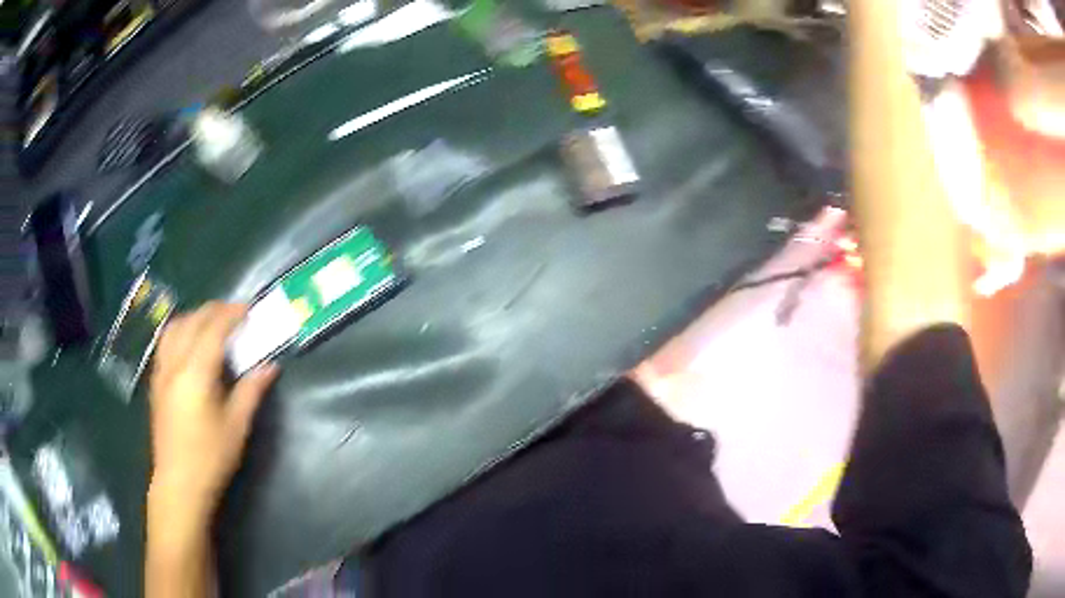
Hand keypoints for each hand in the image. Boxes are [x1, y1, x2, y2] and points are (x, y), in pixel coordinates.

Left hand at [148, 302, 277, 519]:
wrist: (179, 483)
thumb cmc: (211, 457)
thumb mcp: (237, 426)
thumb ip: (251, 390)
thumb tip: (270, 365)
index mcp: (195, 373)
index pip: (213, 329)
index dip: (231, 314)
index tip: (249, 310)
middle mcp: (174, 363)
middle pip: (192, 321)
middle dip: (214, 311)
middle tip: (235, 314)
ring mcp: (161, 371)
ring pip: (174, 327)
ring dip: (194, 317)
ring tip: (212, 323)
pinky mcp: (156, 381)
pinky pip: (165, 341)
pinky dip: (180, 330)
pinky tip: (190, 343)